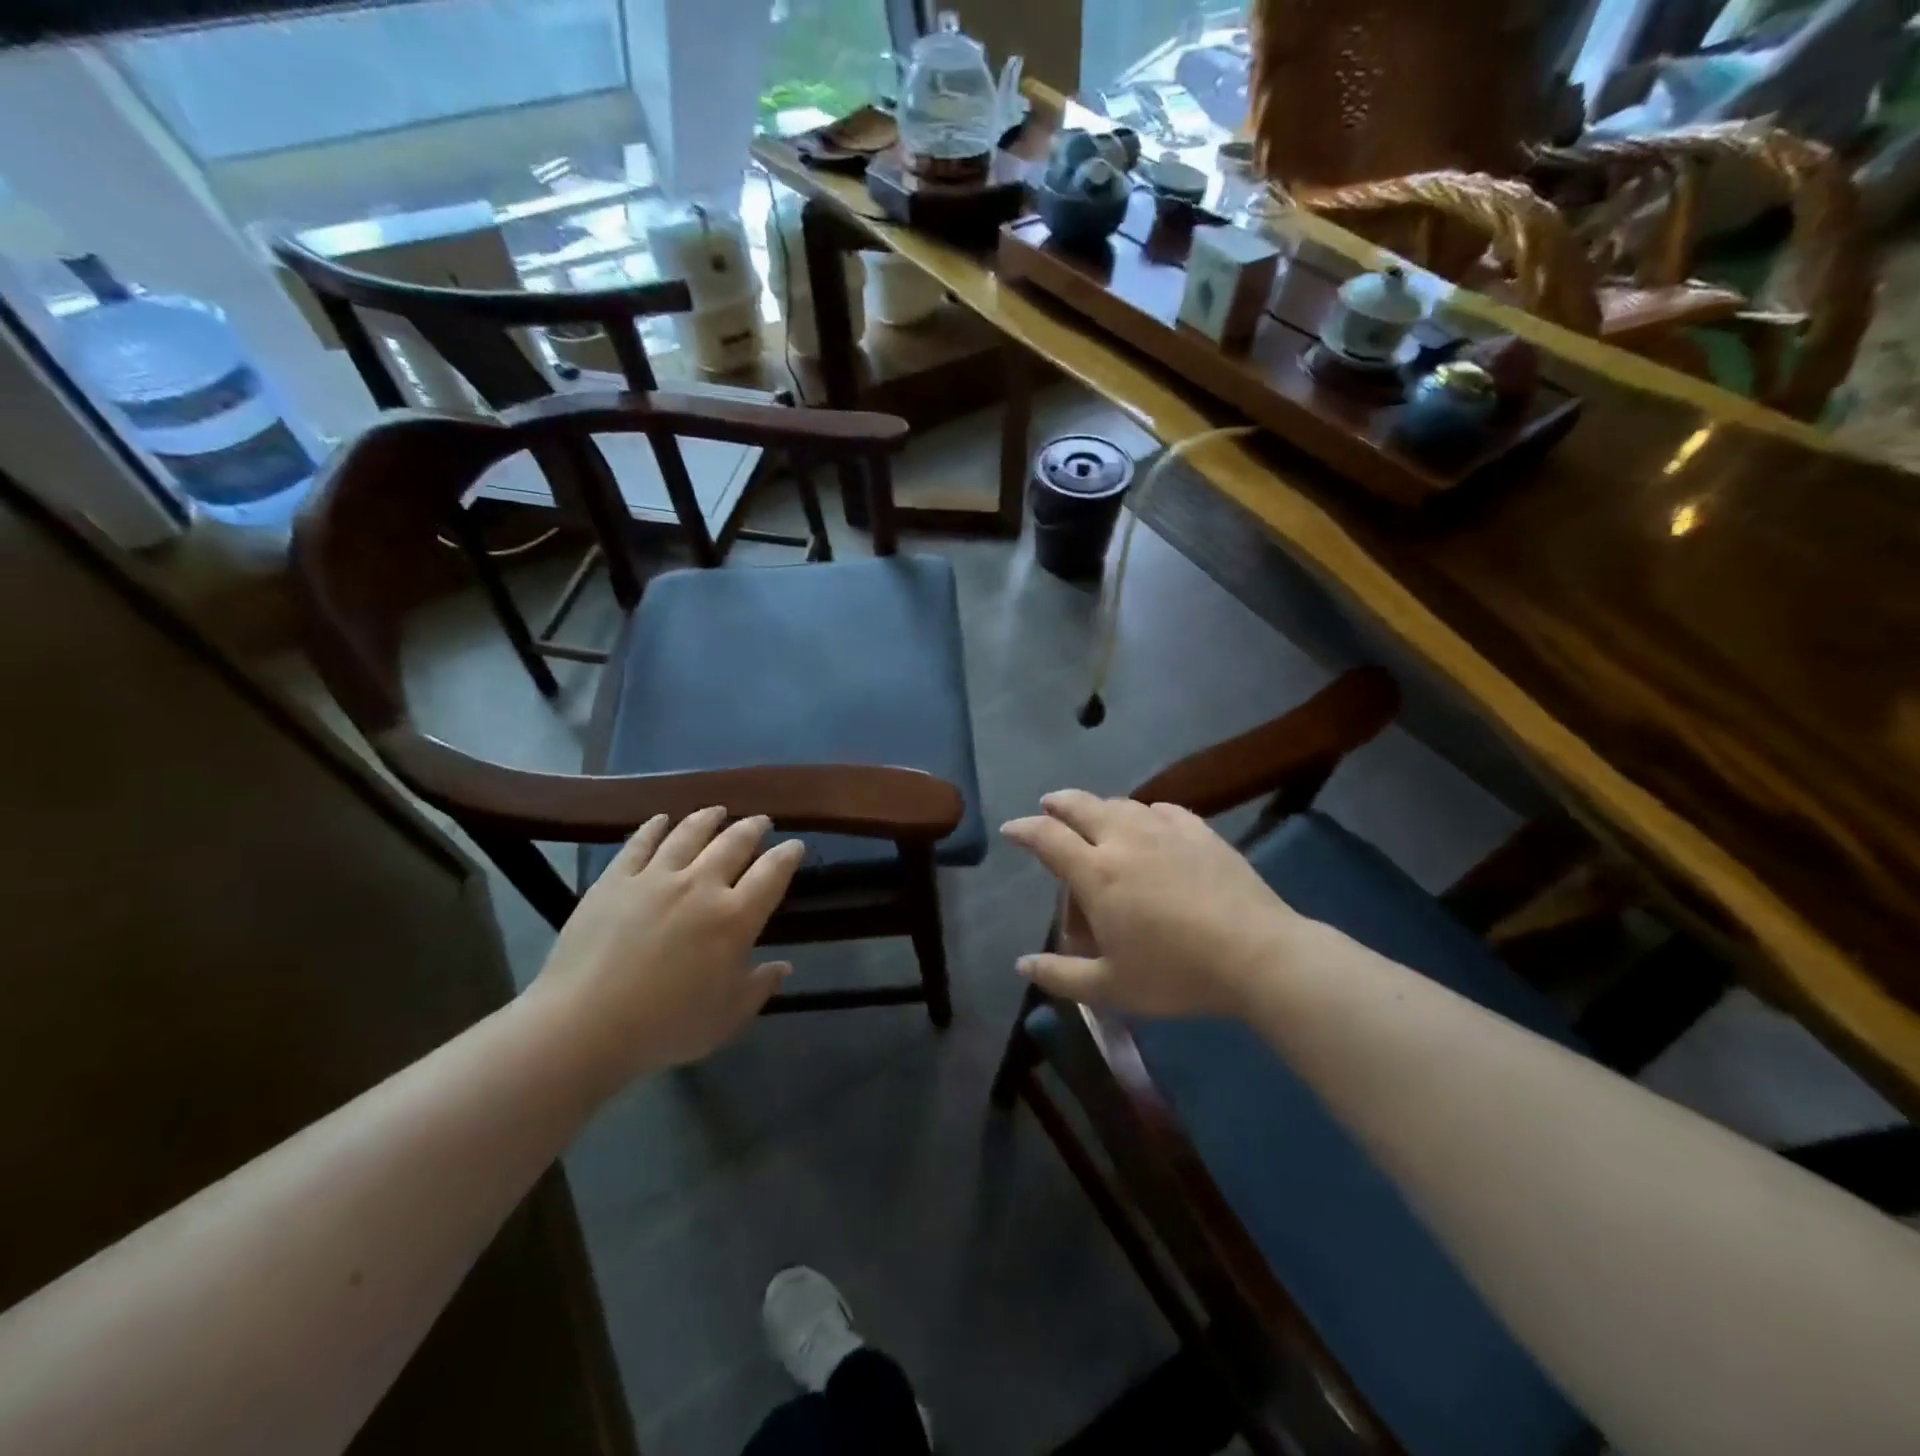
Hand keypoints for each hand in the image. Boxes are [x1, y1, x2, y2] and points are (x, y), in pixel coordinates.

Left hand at [529, 807, 804, 1081]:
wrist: (585, 1026)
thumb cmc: (666, 1027)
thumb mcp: (727, 1018)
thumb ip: (759, 987)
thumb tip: (784, 967)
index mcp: (735, 918)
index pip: (772, 873)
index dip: (788, 855)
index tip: (795, 845)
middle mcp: (700, 885)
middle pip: (733, 843)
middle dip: (752, 828)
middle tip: (761, 821)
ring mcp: (654, 878)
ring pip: (688, 834)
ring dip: (707, 818)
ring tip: (717, 810)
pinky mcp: (614, 880)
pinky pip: (639, 843)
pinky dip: (654, 827)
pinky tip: (661, 819)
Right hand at [1000, 790, 1299, 1016]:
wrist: (1257, 954)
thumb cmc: (1176, 973)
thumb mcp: (1111, 987)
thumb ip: (1061, 975)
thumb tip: (1022, 965)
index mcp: (1097, 873)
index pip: (1048, 838)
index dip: (1024, 830)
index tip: (1011, 829)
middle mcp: (1124, 840)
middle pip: (1082, 806)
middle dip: (1059, 803)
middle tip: (1048, 805)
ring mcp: (1165, 831)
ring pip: (1122, 804)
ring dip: (1100, 806)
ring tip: (1096, 816)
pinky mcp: (1201, 832)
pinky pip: (1163, 810)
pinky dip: (1145, 812)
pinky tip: (1151, 821)